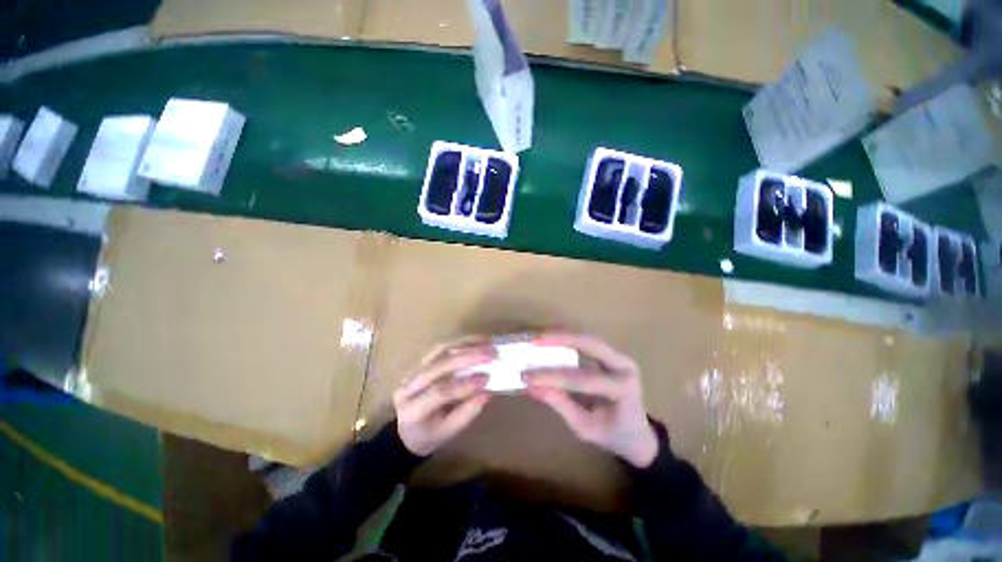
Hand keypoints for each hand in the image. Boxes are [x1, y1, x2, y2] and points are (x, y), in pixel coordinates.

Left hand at [393, 344, 494, 455]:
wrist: (406, 430)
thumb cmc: (428, 435)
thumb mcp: (447, 433)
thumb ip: (467, 413)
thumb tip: (488, 392)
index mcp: (412, 409)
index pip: (439, 392)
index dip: (464, 384)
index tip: (487, 378)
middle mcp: (409, 385)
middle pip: (438, 365)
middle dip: (467, 357)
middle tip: (491, 353)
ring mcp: (413, 369)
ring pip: (439, 350)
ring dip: (466, 344)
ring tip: (488, 341)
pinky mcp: (421, 361)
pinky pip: (442, 347)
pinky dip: (462, 341)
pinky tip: (478, 340)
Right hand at [525, 333, 658, 467]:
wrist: (639, 434)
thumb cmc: (613, 435)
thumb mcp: (585, 427)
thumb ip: (561, 405)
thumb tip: (532, 387)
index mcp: (622, 389)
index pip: (582, 378)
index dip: (552, 376)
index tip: (527, 375)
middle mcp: (624, 366)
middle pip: (590, 344)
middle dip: (561, 339)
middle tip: (535, 341)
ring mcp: (619, 357)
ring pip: (587, 338)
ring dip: (562, 335)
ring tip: (540, 338)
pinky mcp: (611, 355)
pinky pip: (587, 342)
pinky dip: (568, 339)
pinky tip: (551, 340)